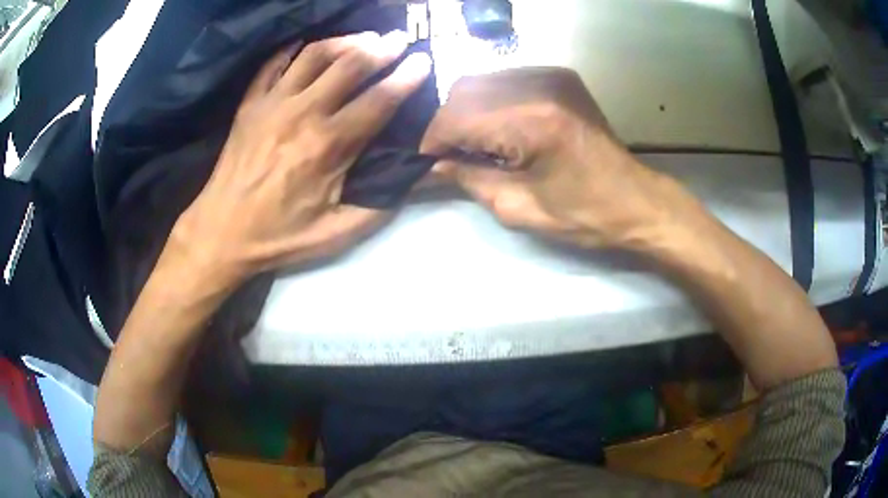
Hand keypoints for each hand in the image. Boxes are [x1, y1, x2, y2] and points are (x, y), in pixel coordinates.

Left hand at [172, 31, 430, 280]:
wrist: (222, 232)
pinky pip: (274, 63)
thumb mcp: (338, 233)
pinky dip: (295, 49)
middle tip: (399, 39)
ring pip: (315, 55)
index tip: (423, 61)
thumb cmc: (280, 236)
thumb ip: (380, 204)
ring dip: (345, 41)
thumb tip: (414, 174)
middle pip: (350, 65)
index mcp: (328, 146)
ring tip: (364, 38)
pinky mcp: (250, 103)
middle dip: (382, 48)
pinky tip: (309, 45)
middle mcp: (302, 113)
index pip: (379, 100)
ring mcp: (272, 103)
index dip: (406, 78)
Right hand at [421, 68, 681, 248]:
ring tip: (473, 143)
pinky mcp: (559, 77)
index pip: (457, 117)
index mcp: (531, 122)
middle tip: (450, 155)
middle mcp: (538, 86)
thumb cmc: (584, 214)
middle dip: (448, 124)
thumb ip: (470, 180)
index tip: (428, 163)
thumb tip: (435, 165)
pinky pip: (506, 80)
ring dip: (467, 111)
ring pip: (482, 81)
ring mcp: (551, 76)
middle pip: (464, 90)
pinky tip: (498, 127)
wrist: (636, 200)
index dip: (434, 140)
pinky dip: (491, 102)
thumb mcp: (519, 208)